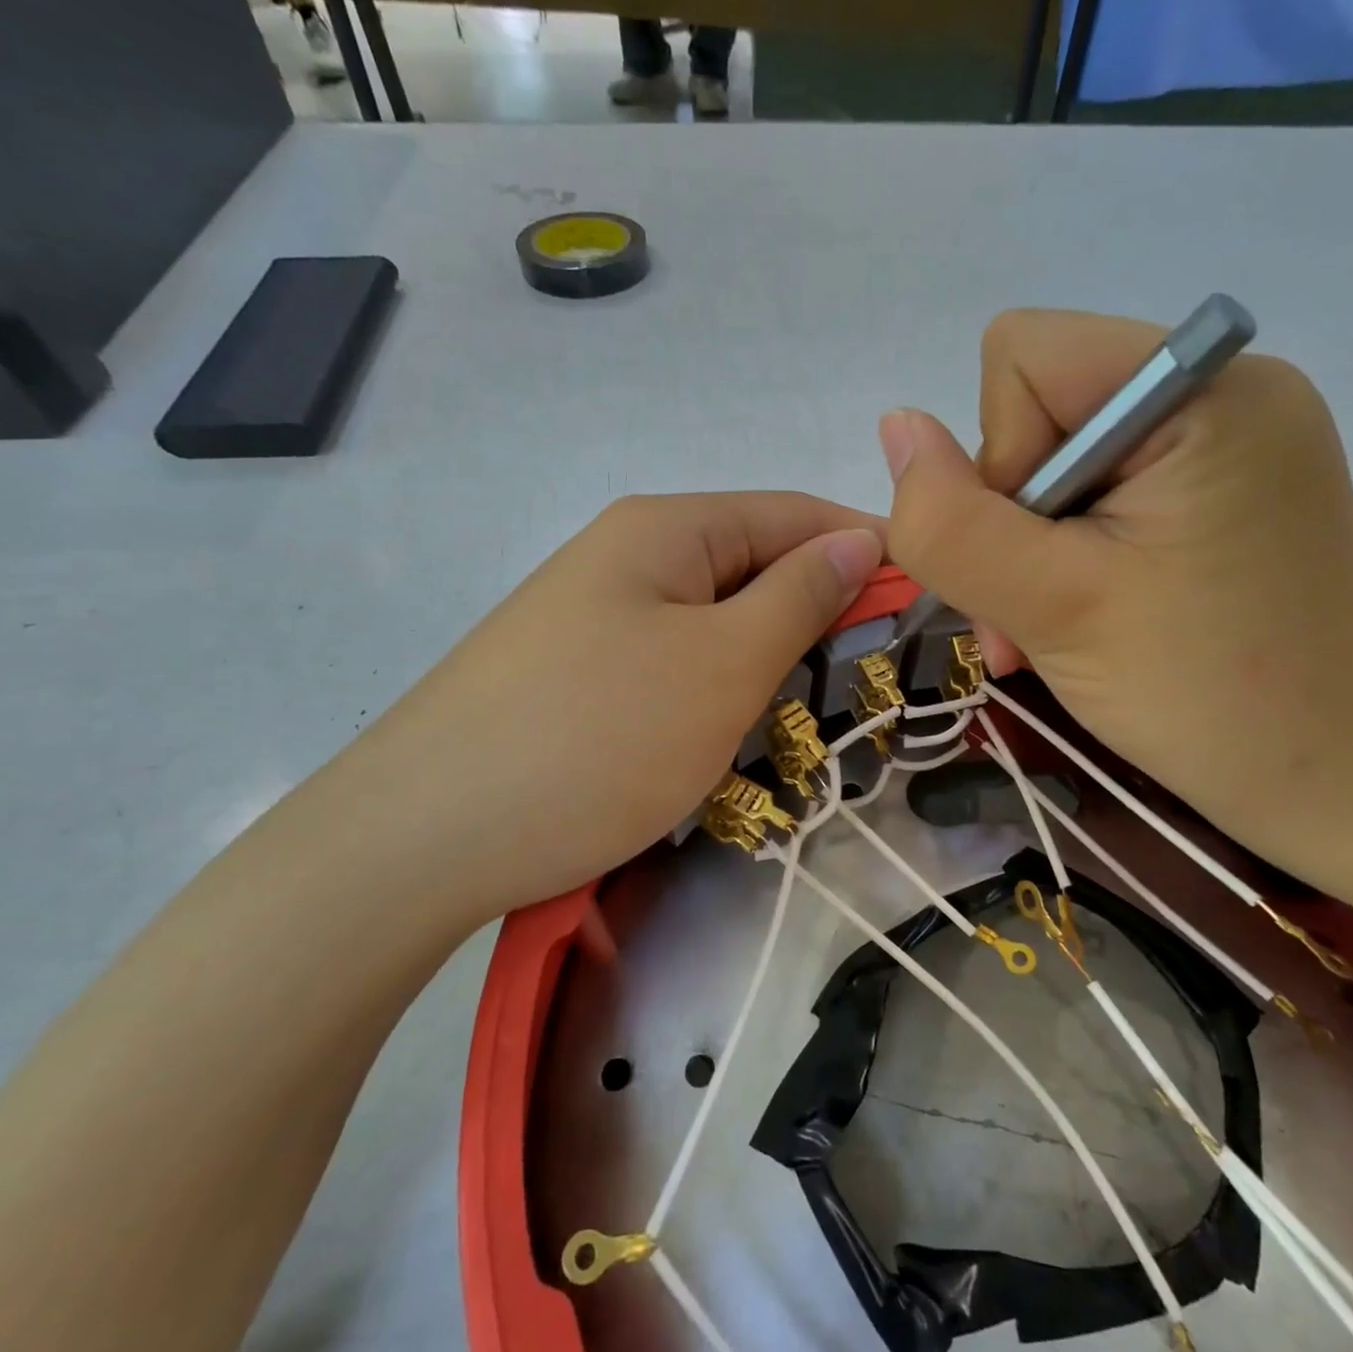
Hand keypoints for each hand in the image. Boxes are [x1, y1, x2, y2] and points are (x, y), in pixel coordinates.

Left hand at [325, 492, 882, 927]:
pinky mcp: (574, 677)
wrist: (424, 837)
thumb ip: (800, 594)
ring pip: (714, 625)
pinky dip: (714, 695)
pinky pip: (671, 667)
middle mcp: (626, 557)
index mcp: (665, 529)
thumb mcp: (723, 663)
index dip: (867, 549)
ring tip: (806, 719)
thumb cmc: (596, 738)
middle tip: (871, 680)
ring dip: (766, 664)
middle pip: (753, 568)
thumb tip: (859, 538)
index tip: (928, 601)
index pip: (794, 514)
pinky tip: (727, 738)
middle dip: (817, 616)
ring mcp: (594, 618)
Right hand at [882, 309, 1352, 873]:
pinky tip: (1084, 616)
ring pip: (1054, 462)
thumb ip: (951, 520)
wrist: (1337, 779)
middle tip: (1035, 616)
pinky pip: (1098, 493)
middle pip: (1036, 411)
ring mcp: (1225, 442)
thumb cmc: (1204, 694)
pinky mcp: (1218, 491)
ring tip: (1051, 630)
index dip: (999, 460)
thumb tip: (896, 426)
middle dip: (1011, 520)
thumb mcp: (1050, 606)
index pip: (1024, 357)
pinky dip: (1067, 557)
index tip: (1039, 556)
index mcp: (1203, 389)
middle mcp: (1221, 389)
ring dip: (1030, 551)